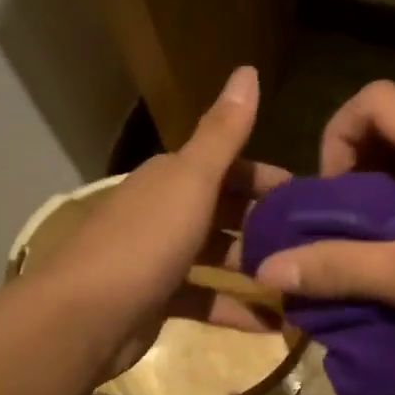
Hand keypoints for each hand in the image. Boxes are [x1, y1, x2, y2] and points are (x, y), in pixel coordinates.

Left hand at [36, 66, 289, 379]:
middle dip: (265, 225)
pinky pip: (206, 300)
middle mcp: (164, 212)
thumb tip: (247, 69)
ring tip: (298, 281)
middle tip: (311, 243)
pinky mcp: (158, 302)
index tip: (307, 197)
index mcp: (171, 178)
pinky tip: (272, 324)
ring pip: (217, 256)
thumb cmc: (145, 241)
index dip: (266, 178)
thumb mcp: (192, 180)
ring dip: (254, 268)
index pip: (227, 167)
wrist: (84, 318)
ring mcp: (159, 258)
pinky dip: (235, 310)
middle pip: (224, 212)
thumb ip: (224, 133)